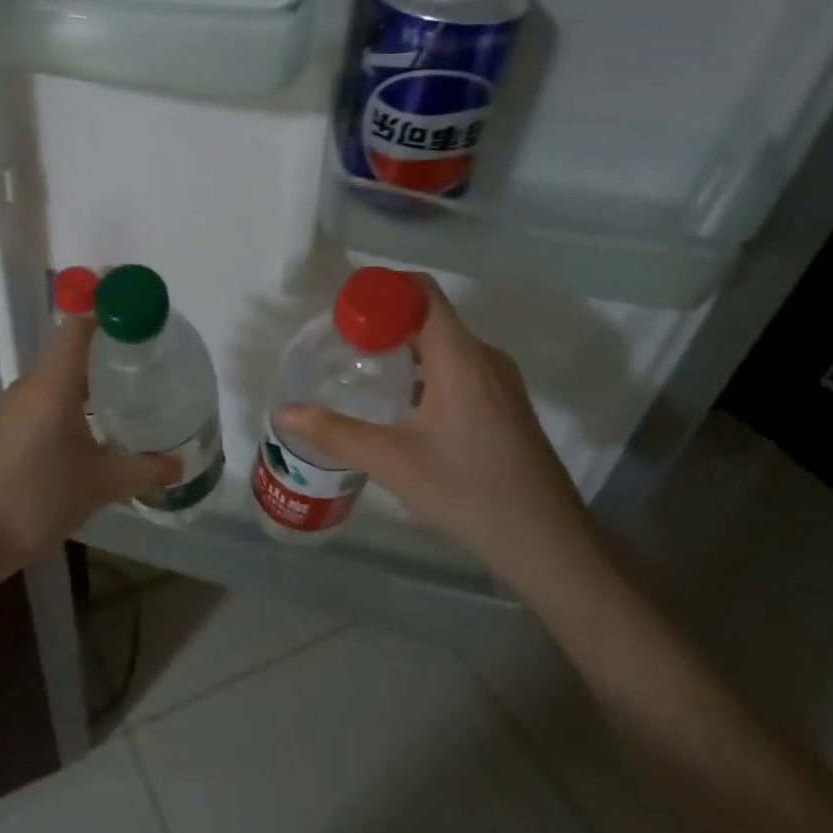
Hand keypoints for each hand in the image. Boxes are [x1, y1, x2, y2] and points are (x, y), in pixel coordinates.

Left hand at [0, 316, 178, 566]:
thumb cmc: (39, 499)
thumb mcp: (101, 484)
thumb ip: (144, 470)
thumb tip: (179, 465)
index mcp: (52, 384)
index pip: (79, 327)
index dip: (110, 316)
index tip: (141, 324)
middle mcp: (28, 386)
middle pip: (70, 353)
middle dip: (107, 356)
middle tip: (146, 368)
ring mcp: (9, 408)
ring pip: (54, 381)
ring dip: (87, 384)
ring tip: (123, 400)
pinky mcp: (1, 430)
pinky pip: (40, 403)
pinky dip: (67, 406)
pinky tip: (86, 434)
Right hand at [275, 276, 594, 592]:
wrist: (547, 542)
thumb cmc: (468, 491)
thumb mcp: (393, 461)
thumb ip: (335, 432)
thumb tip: (285, 412)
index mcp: (461, 357)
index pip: (421, 292)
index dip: (380, 290)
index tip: (343, 310)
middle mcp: (484, 358)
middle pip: (430, 315)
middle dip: (384, 320)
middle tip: (342, 342)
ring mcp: (500, 382)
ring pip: (445, 344)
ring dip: (404, 347)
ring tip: (363, 369)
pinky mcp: (505, 405)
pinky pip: (459, 367)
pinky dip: (425, 369)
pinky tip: (401, 403)